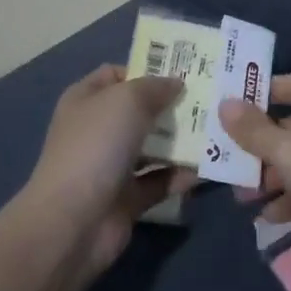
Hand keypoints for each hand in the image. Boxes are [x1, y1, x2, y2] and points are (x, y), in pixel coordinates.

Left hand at [20, 65, 192, 278]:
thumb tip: (176, 83)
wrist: (74, 222)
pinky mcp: (127, 198)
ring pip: (153, 146)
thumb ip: (155, 86)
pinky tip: (208, 167)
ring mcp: (112, 165)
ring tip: (217, 129)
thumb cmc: (96, 146)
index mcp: (87, 100)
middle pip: (140, 110)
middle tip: (211, 98)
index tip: (184, 70)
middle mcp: (98, 129)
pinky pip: (160, 180)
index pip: (117, 74)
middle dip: (172, 104)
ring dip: (182, 140)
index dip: (147, 69)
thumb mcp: (128, 100)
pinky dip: (181, 175)